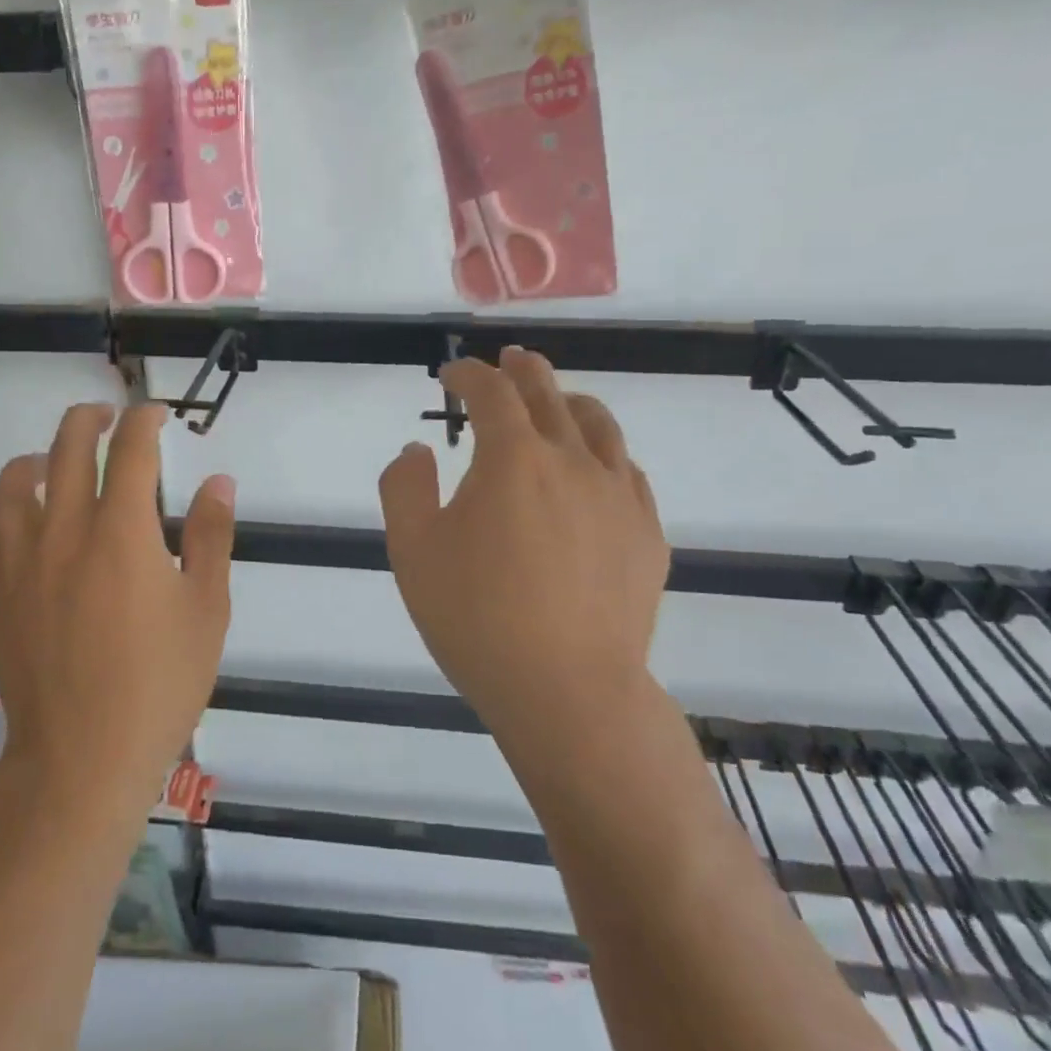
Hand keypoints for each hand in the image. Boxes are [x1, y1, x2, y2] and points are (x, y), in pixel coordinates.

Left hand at [0, 403, 235, 814]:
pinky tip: (27, 523)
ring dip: (42, 456)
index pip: (131, 449)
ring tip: (59, 463)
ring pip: (15, 479)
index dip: (145, 421)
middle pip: (67, 446)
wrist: (81, 755)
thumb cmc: (159, 683)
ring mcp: (18, 559)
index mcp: (122, 531)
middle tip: (110, 418)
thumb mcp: (206, 609)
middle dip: (91, 418)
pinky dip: (10, 509)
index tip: (157, 415)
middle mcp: (63, 530)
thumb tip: (218, 481)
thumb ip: (211, 536)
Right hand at [379, 348, 668, 750]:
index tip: (451, 374)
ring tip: (557, 400)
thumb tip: (416, 450)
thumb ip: (404, 488)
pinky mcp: (646, 533)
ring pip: (599, 425)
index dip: (468, 374)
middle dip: (522, 370)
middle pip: (549, 394)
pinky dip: (605, 453)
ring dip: (570, 402)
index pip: (491, 392)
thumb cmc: (476, 618)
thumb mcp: (412, 551)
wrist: (567, 690)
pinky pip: (627, 472)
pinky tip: (596, 467)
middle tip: (508, 359)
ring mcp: (618, 496)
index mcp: (513, 458)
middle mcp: (572, 461)